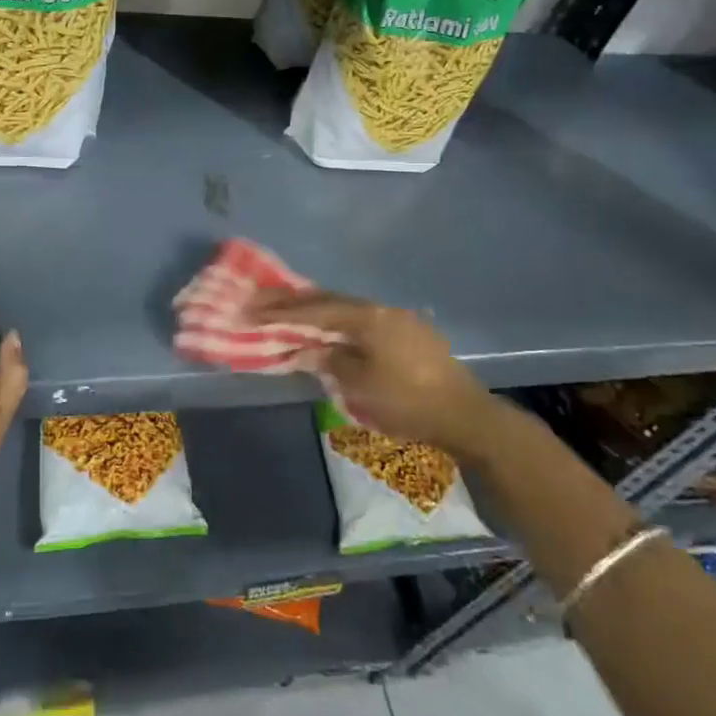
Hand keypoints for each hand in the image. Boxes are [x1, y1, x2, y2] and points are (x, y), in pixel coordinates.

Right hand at [251, 289, 491, 452]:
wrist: (466, 415)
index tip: (249, 308)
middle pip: (329, 300)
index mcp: (366, 316)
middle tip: (260, 301)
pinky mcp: (408, 333)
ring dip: (316, 310)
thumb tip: (313, 349)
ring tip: (288, 313)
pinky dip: (338, 322)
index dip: (279, 310)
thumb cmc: (408, 401)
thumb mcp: (359, 385)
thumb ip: (330, 361)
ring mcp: (398, 319)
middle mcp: (380, 309)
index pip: (314, 309)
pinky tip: (329, 331)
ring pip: (346, 308)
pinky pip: (362, 320)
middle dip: (293, 302)